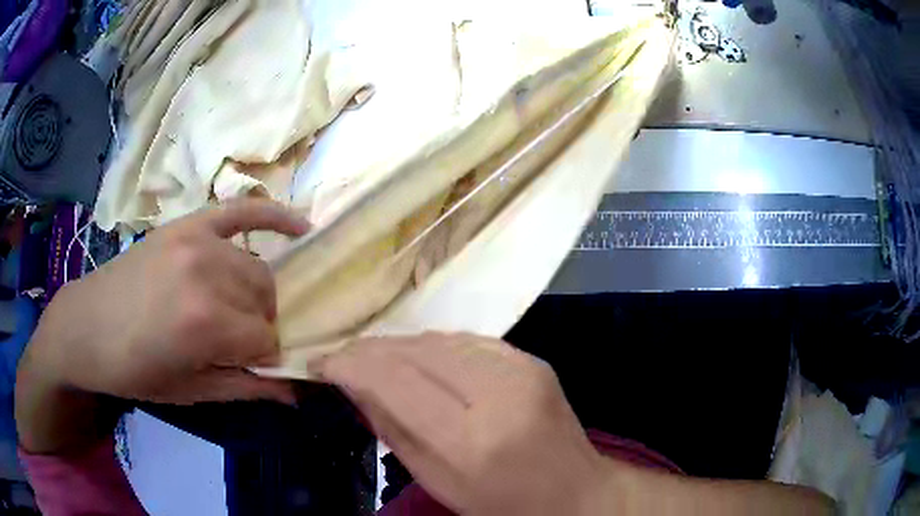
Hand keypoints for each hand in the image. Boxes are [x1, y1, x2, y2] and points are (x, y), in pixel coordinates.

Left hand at [17, 200, 306, 452]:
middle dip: (260, 326)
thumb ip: (245, 389)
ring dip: (257, 294)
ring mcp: (198, 240)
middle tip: (236, 341)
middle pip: (266, 301)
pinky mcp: (189, 223)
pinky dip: (274, 215)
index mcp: (205, 324)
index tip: (246, 367)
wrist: (88, 326)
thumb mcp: (188, 392)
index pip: (266, 340)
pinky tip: (302, 224)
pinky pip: (243, 209)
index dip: (261, 358)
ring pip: (259, 267)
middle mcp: (208, 273)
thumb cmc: (134, 369)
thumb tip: (296, 393)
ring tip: (235, 308)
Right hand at [312, 333, 612, 514]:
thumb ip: (392, 430)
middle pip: (415, 352)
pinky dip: (432, 346)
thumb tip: (353, 386)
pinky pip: (467, 340)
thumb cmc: (501, 504)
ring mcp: (521, 369)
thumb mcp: (437, 481)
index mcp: (471, 441)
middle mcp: (498, 394)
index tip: (321, 363)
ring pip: (439, 339)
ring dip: (398, 346)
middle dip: (368, 350)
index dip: (349, 365)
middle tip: (340, 358)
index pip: (394, 382)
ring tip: (371, 357)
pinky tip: (417, 358)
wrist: (574, 491)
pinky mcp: (532, 359)